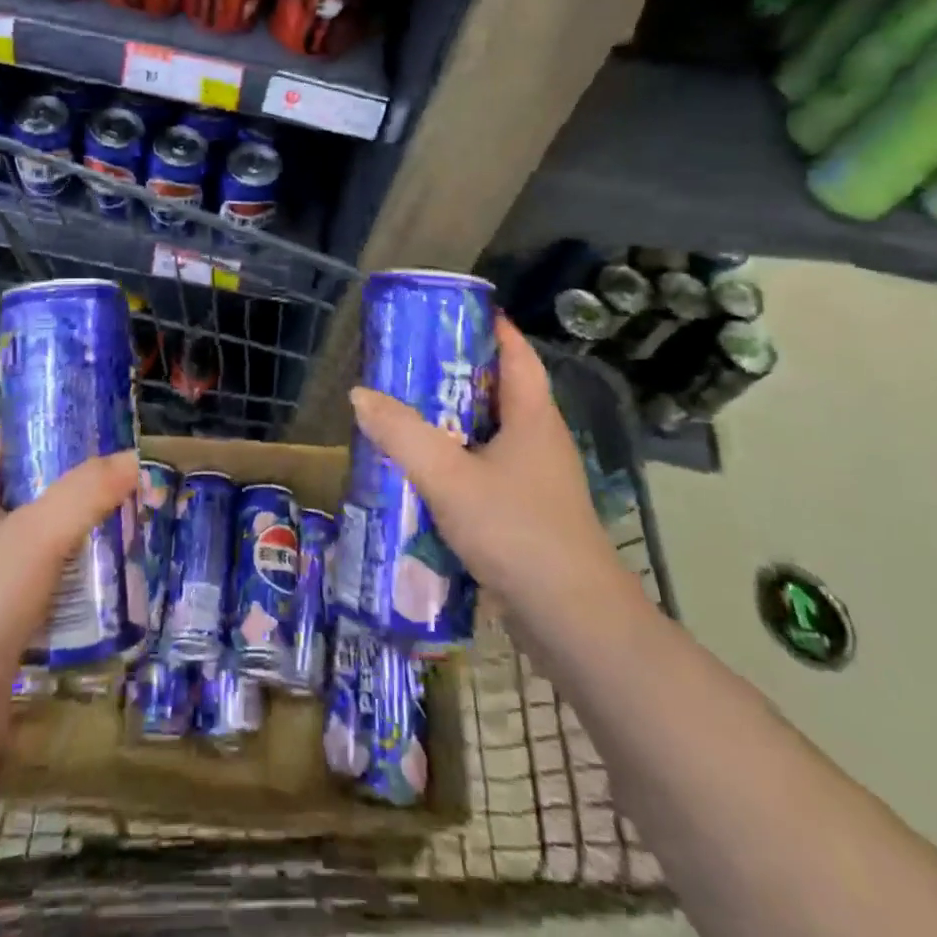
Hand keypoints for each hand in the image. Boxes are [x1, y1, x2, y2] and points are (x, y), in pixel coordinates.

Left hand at [0, 423, 137, 784]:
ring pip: (37, 542)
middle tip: (118, 477)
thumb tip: (132, 458)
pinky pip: (43, 588)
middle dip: (69, 482)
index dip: (30, 424)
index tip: (78, 421)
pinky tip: (108, 586)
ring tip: (125, 524)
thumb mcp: (36, 536)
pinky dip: (73, 582)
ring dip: (76, 533)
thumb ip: (85, 493)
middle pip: (23, 491)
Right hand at [348, 316, 632, 622]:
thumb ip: (402, 434)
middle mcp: (539, 442)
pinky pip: (486, 474)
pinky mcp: (527, 517)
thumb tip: (360, 394)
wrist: (575, 623)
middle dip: (455, 375)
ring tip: (403, 415)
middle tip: (406, 365)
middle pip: (498, 392)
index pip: (516, 353)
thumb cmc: (518, 532)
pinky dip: (455, 465)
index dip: (489, 326)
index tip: (448, 312)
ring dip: (451, 424)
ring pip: (489, 437)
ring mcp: (536, 482)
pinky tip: (421, 477)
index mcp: (533, 417)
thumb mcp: (450, 478)